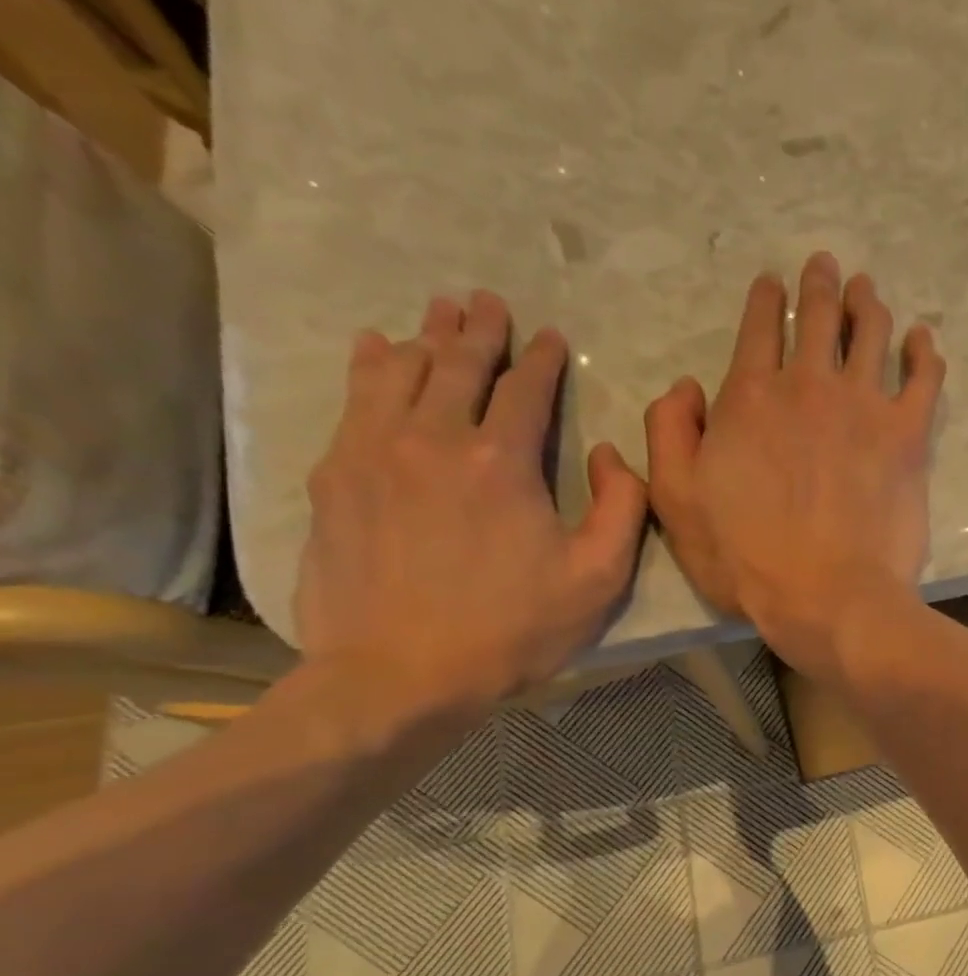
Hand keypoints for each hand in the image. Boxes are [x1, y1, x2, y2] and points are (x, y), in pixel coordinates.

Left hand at [295, 292, 647, 721]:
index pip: (525, 390)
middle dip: (479, 330)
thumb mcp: (600, 578)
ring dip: (427, 337)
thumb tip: (609, 454)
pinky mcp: (336, 477)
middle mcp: (434, 439)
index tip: (549, 336)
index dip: (540, 359)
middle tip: (487, 301)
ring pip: (402, 372)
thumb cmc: (514, 629)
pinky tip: (377, 349)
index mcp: (503, 462)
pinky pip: (354, 401)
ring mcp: (375, 453)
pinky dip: (371, 367)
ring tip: (439, 311)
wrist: (401, 674)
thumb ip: (622, 507)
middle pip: (459, 366)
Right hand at [645, 252, 946, 678]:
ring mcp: (864, 407)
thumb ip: (670, 433)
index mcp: (751, 397)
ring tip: (867, 289)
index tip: (773, 282)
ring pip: (869, 335)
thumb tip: (684, 386)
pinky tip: (921, 339)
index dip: (766, 301)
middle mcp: (809, 387)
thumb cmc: (747, 559)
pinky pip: (923, 379)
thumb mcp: (676, 501)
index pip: (759, 330)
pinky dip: (923, 353)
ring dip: (867, 305)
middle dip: (819, 286)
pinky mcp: (908, 436)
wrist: (829, 596)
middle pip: (818, 319)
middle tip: (826, 265)